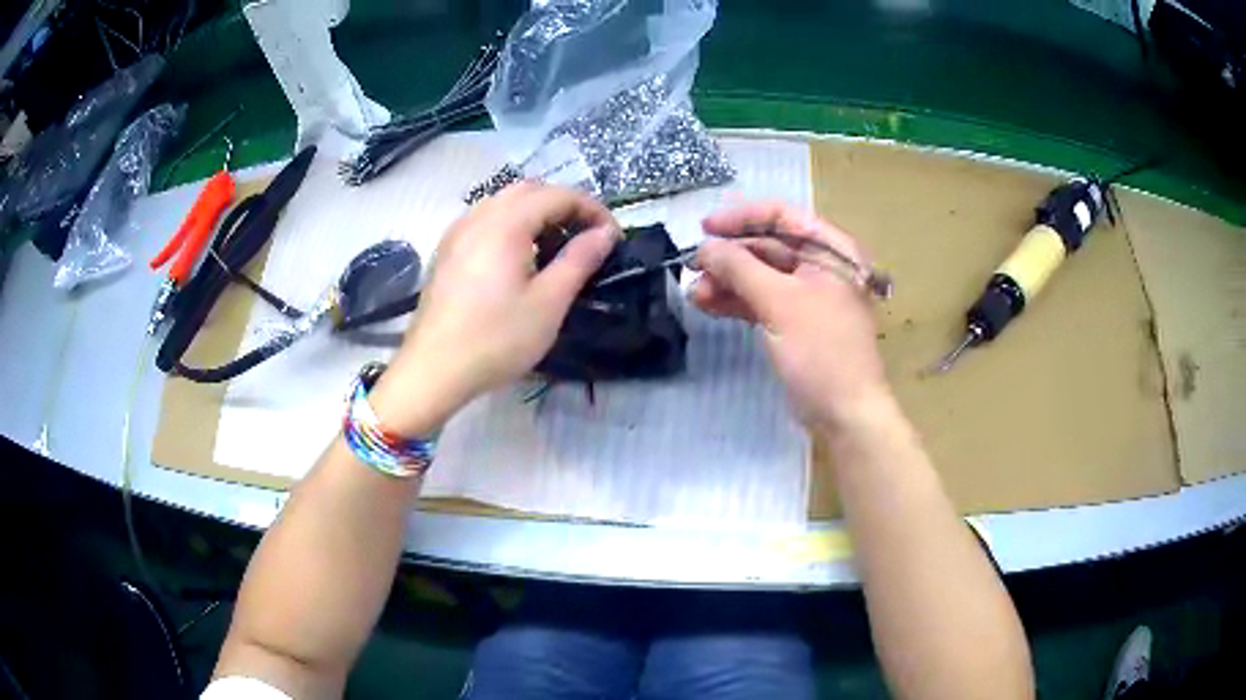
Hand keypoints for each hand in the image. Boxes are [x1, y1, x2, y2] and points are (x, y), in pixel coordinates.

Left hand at [370, 182, 618, 434]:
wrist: (433, 370)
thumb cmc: (496, 339)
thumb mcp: (549, 302)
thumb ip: (579, 260)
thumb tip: (605, 233)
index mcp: (506, 223)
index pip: (558, 195)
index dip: (592, 209)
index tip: (613, 238)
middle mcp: (479, 216)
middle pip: (529, 190)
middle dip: (564, 206)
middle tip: (586, 239)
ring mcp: (457, 232)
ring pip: (504, 202)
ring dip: (536, 213)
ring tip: (555, 248)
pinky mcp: (446, 251)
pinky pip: (485, 220)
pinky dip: (511, 225)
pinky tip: (517, 259)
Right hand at [691, 201, 889, 432]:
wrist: (844, 413)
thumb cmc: (822, 350)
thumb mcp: (780, 303)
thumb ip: (740, 268)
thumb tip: (704, 247)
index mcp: (832, 250)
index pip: (783, 216)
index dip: (742, 218)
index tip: (705, 227)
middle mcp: (822, 266)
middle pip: (768, 247)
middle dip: (729, 256)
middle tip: (692, 267)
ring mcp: (808, 296)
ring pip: (761, 276)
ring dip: (727, 281)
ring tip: (694, 292)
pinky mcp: (795, 323)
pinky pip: (761, 301)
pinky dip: (736, 301)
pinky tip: (707, 305)